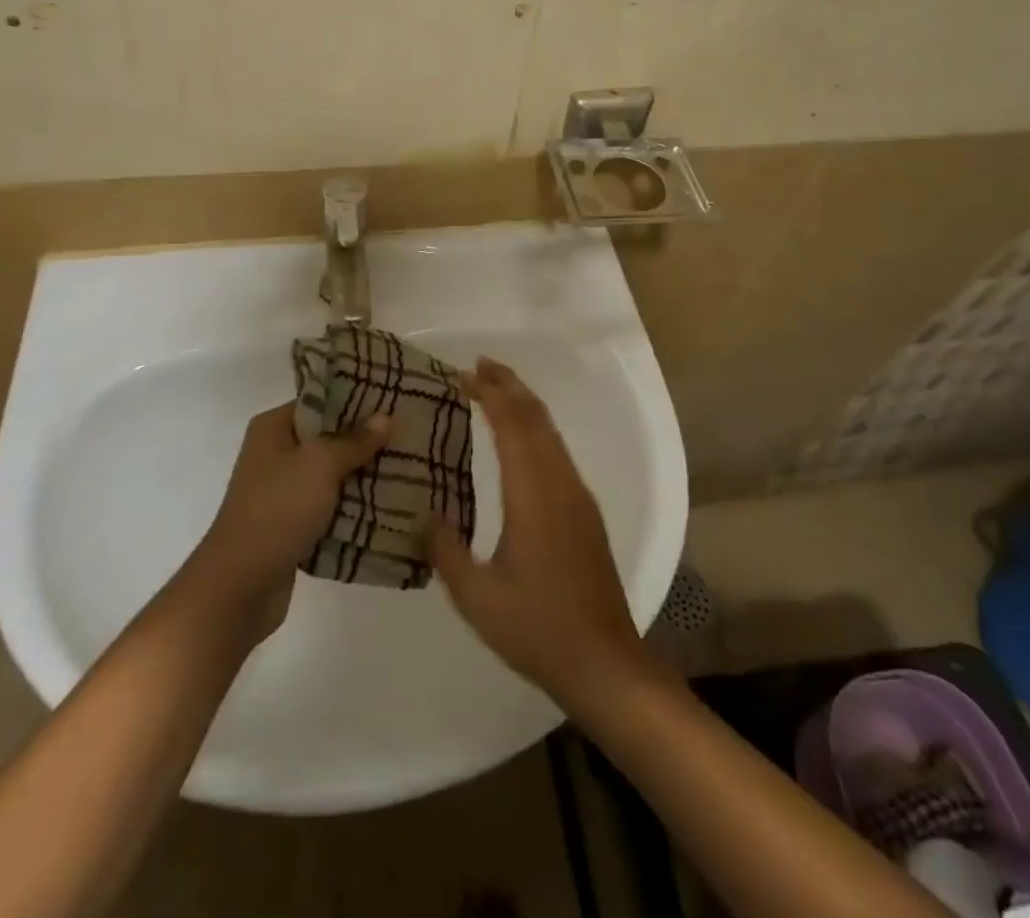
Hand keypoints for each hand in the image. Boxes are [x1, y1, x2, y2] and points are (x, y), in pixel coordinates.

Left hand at [189, 401, 389, 645]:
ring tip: (409, 466)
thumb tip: (384, 417)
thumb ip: (353, 441)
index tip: (394, 399)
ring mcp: (283, 490)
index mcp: (273, 428)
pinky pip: (330, 505)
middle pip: (328, 437)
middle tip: (409, 434)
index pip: (320, 401)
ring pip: (332, 474)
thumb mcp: (320, 465)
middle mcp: (275, 453)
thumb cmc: (278, 509)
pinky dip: (353, 505)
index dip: (356, 400)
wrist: (241, 585)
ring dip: (363, 474)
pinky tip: (389, 503)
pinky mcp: (292, 523)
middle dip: (365, 439)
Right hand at [426, 359, 656, 711]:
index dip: (491, 393)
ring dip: (524, 404)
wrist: (604, 663)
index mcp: (533, 495)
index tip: (464, 374)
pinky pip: (558, 451)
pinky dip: (535, 428)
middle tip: (477, 366)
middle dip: (509, 385)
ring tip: (495, 389)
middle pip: (536, 417)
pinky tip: (520, 439)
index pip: (513, 425)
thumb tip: (424, 513)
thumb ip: (445, 550)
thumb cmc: (538, 629)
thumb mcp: (476, 597)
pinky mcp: (585, 512)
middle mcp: (560, 484)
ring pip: (551, 432)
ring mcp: (578, 496)